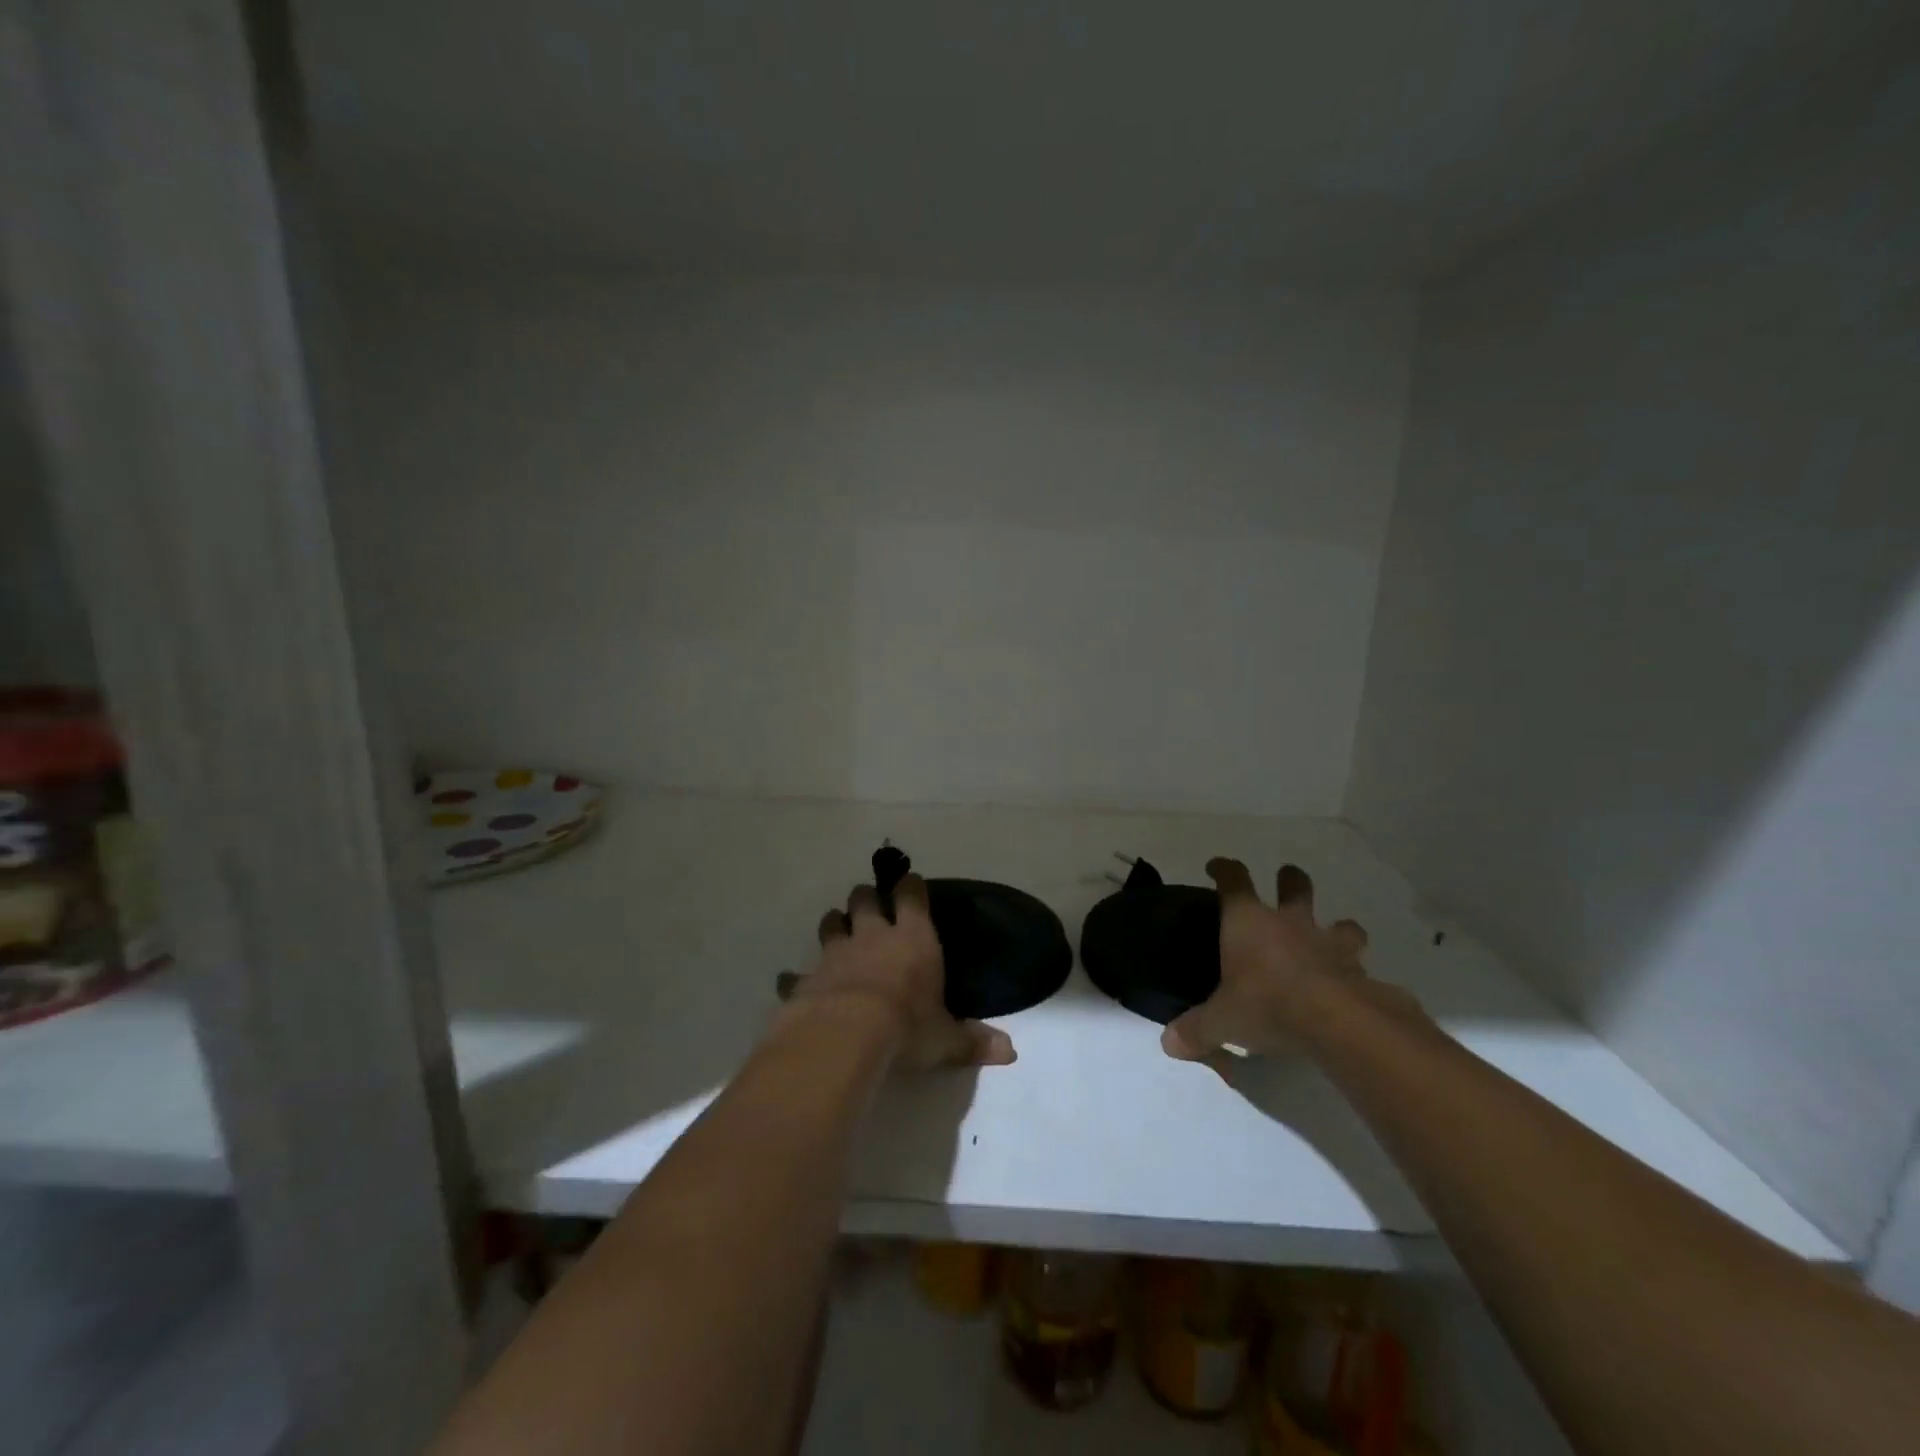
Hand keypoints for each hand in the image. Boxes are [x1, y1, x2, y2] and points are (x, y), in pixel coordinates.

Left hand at [793, 874, 1017, 1072]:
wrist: (845, 1036)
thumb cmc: (906, 1028)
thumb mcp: (945, 1039)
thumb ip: (973, 1042)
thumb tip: (1010, 1052)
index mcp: (912, 939)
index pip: (912, 896)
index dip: (911, 887)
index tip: (910, 883)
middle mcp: (872, 936)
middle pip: (864, 899)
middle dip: (866, 898)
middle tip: (869, 905)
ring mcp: (835, 953)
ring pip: (831, 923)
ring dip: (834, 925)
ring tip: (837, 929)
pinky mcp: (807, 978)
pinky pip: (796, 973)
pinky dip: (796, 978)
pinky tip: (793, 983)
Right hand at [1161, 859, 1380, 1060]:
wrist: (1338, 1022)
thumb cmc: (1267, 1004)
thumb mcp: (1222, 1021)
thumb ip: (1196, 1029)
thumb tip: (1169, 1043)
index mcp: (1249, 921)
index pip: (1233, 880)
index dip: (1223, 869)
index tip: (1216, 867)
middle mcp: (1290, 923)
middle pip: (1294, 886)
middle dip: (1290, 880)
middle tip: (1287, 880)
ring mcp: (1329, 944)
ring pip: (1340, 923)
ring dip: (1337, 927)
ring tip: (1333, 937)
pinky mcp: (1360, 973)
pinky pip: (1361, 966)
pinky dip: (1356, 973)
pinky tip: (1353, 987)